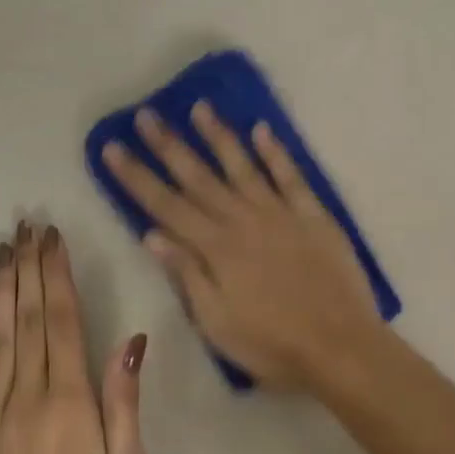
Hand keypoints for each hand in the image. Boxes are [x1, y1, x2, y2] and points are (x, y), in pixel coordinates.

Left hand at [0, 222, 146, 453]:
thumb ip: (124, 403)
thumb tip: (130, 341)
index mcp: (70, 399)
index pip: (61, 320)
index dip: (56, 275)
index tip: (52, 238)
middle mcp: (27, 395)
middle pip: (27, 317)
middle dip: (28, 267)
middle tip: (27, 227)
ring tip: (1, 248)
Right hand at [101, 103, 383, 391]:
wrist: (341, 346)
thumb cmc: (272, 345)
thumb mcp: (217, 323)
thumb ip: (187, 275)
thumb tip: (152, 234)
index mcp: (215, 249)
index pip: (165, 206)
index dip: (136, 177)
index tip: (113, 147)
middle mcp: (243, 220)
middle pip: (199, 177)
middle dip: (169, 145)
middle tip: (146, 114)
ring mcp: (281, 213)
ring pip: (242, 166)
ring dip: (219, 136)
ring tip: (200, 107)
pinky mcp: (313, 215)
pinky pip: (291, 176)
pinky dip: (275, 152)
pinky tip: (261, 129)